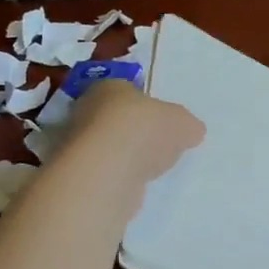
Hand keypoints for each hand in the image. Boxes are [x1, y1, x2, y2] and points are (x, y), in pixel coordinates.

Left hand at [64, 80, 204, 184]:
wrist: (109, 171)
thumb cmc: (145, 130)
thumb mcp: (183, 122)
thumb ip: (186, 125)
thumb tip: (191, 131)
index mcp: (110, 86)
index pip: (127, 89)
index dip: (146, 104)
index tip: (163, 120)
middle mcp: (86, 109)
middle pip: (115, 117)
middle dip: (135, 130)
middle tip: (158, 144)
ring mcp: (78, 144)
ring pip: (107, 145)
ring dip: (125, 155)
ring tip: (150, 167)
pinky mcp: (79, 173)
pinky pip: (104, 170)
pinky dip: (118, 175)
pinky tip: (135, 182)